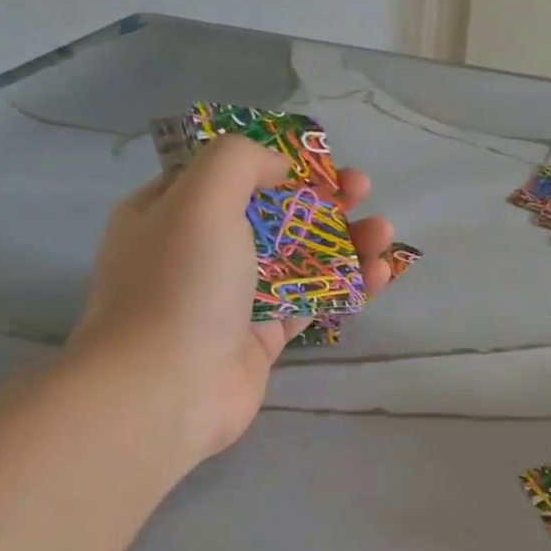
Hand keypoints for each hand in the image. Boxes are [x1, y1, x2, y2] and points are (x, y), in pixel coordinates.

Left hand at [70, 136, 393, 460]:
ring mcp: (232, 297)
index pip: (228, 174)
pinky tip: (379, 274)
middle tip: (362, 190)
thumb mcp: (202, 198)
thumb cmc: (182, 284)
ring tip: (384, 233)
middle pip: (272, 214)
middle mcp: (199, 251)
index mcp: (169, 211)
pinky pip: (309, 301)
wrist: (167, 388)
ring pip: (297, 258)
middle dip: (322, 200)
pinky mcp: (261, 337)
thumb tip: (279, 168)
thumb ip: (240, 162)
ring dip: (344, 241)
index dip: (277, 162)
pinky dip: (345, 285)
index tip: (320, 162)